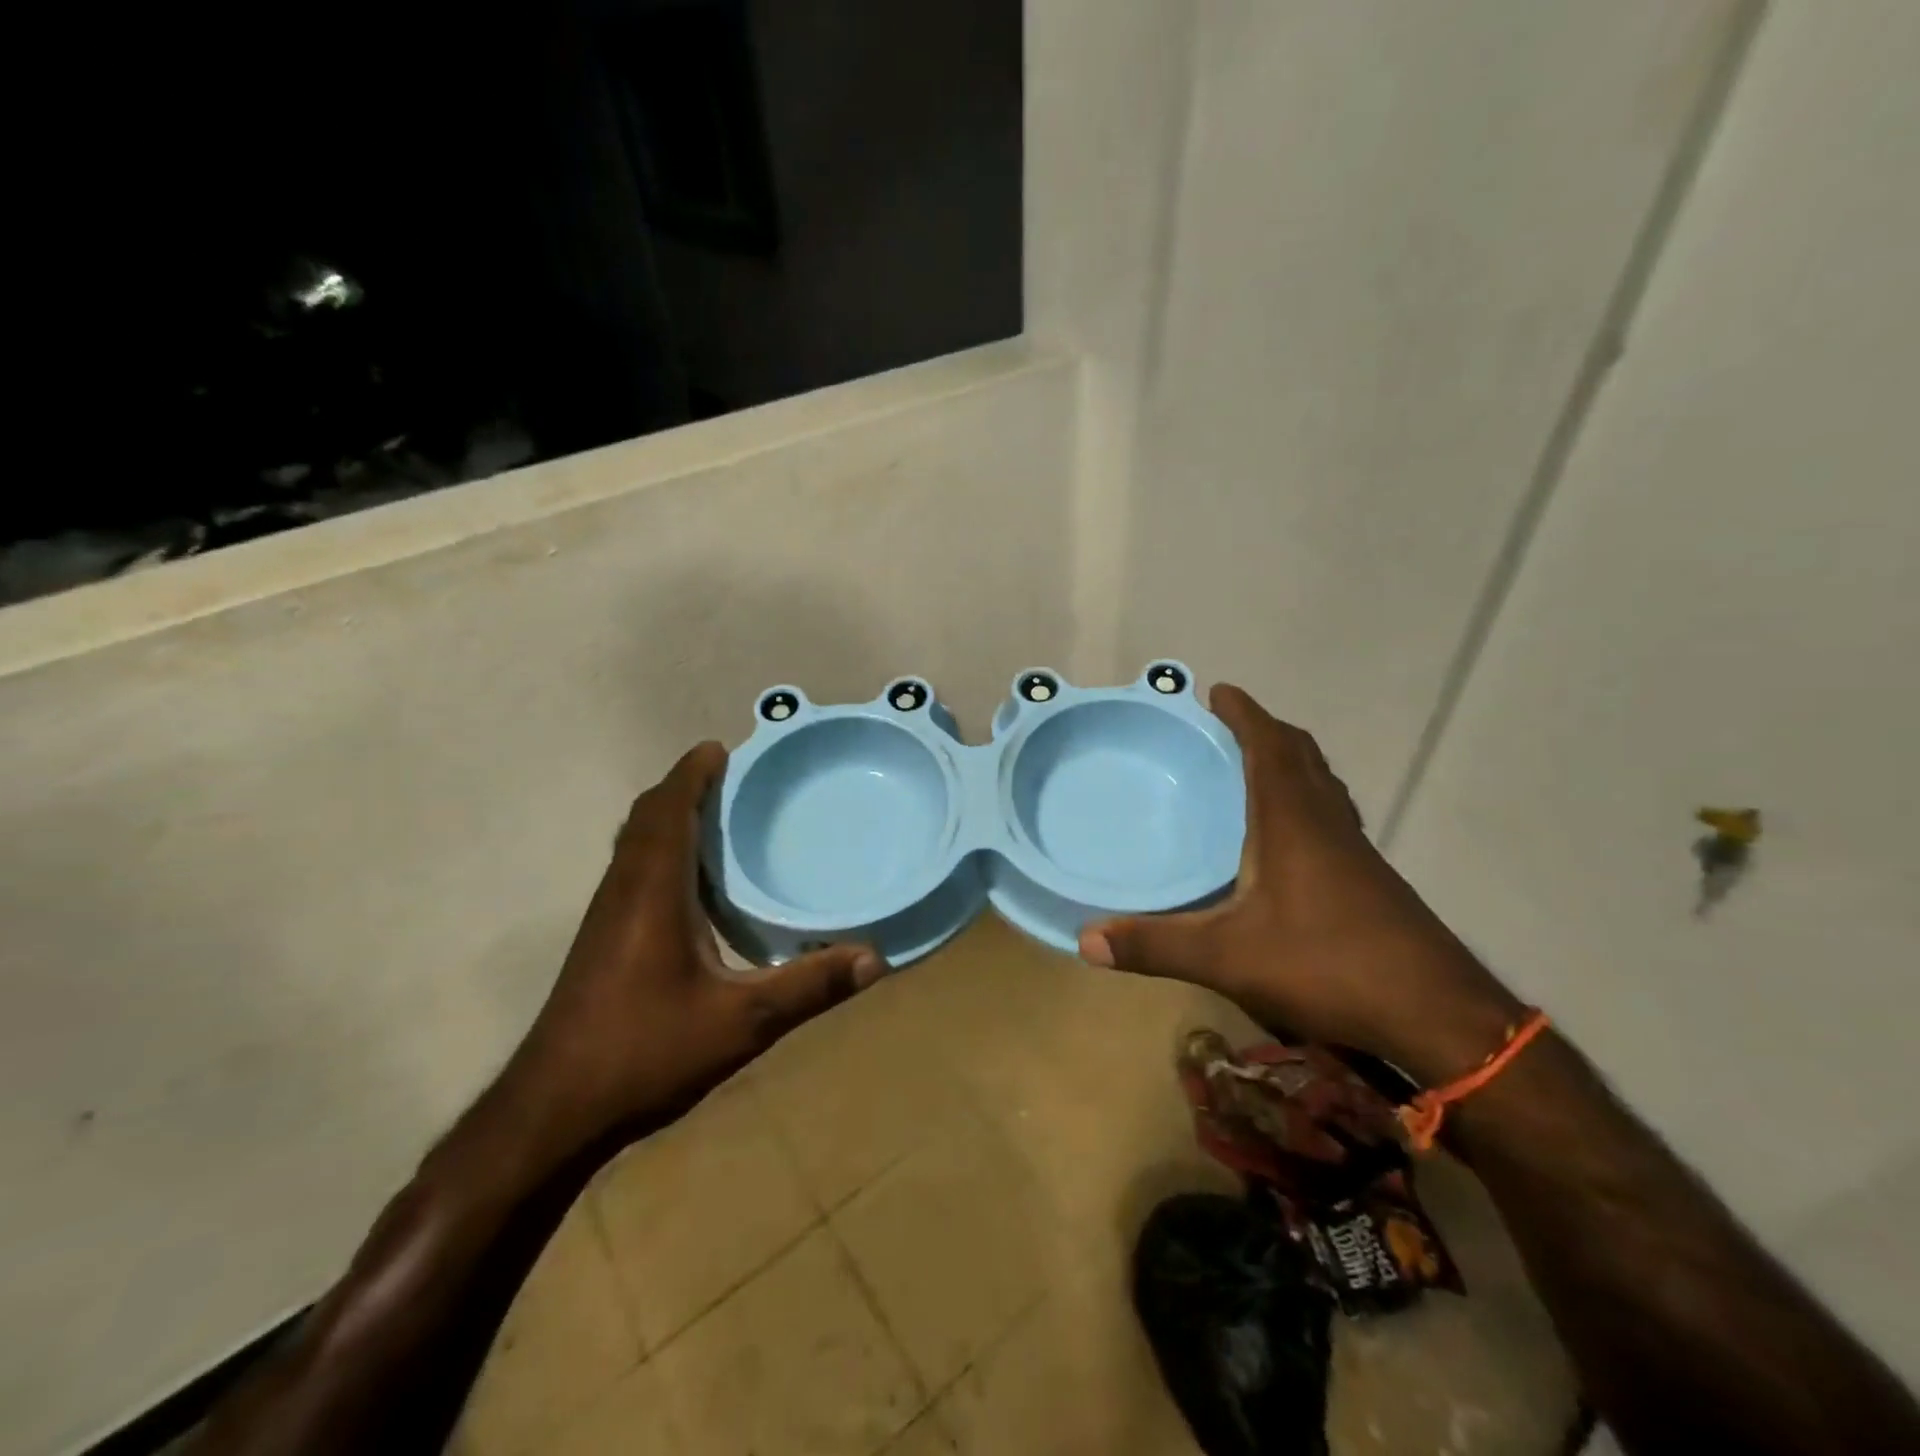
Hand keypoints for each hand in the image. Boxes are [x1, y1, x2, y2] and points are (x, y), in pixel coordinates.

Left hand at [508, 742, 884, 1150]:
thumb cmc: (644, 1052)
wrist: (552, 1111)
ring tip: (715, 816)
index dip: (691, 773)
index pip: (668, 811)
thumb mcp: (741, 1023)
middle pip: (646, 818)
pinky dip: (660, 850)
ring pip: (634, 844)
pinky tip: (690, 884)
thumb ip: (808, 987)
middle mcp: (624, 891)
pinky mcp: (602, 941)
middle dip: (683, 788)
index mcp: (652, 892)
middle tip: (730, 778)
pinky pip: (632, 870)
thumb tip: (875, 959)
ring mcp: (607, 917)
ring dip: (669, 817)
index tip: (721, 748)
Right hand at [1078, 685, 1521, 1085]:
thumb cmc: (1328, 966)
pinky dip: (1306, 803)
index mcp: (1294, 822)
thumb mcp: (1229, 958)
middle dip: (1266, 732)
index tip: (1218, 691)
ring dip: (1290, 764)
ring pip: (1322, 787)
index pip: (1270, 747)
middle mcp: (1328, 825)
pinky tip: (1288, 840)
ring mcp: (1356, 853)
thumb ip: (1156, 946)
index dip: (1244, 715)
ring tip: (1255, 768)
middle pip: (1301, 757)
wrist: (1438, 1016)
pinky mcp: (1371, 881)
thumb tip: (1084, 940)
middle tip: (1229, 726)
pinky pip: (1331, 818)